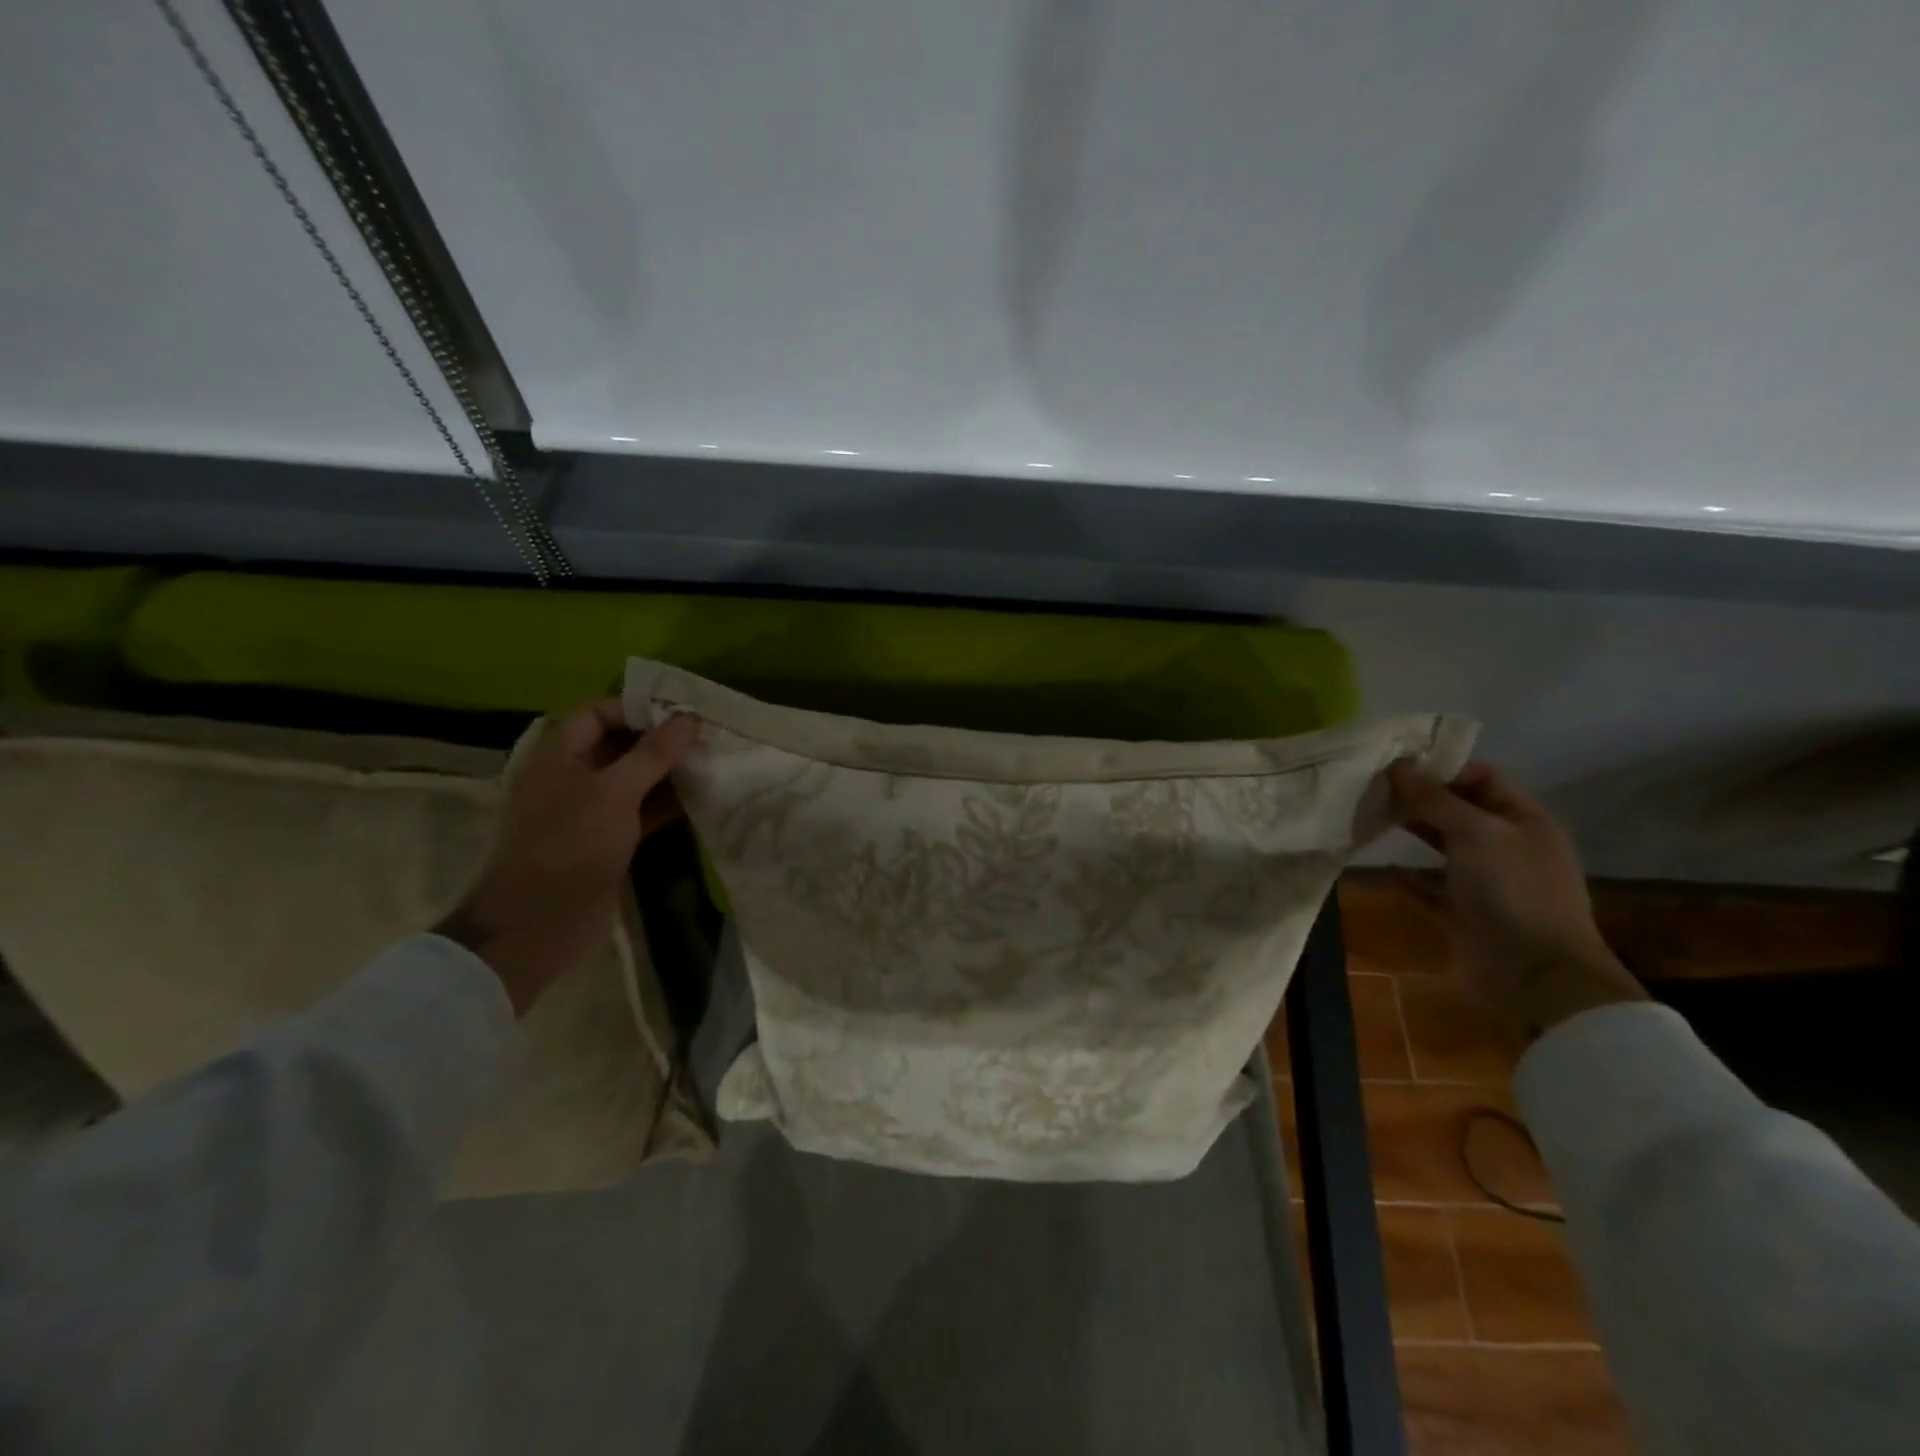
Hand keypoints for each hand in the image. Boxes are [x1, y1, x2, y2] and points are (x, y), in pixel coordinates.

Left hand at [436, 702, 698, 1014]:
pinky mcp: (609, 840)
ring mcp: (591, 811)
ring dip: (669, 771)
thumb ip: (653, 754)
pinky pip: (642, 810)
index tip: (680, 712)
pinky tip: (702, 797)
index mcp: (560, 756)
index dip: (636, 708)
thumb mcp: (614, 792)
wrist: (542, 922)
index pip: (597, 713)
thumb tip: (688, 718)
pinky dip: (668, 803)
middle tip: (706, 735)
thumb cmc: (572, 845)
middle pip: (619, 744)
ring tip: (711, 761)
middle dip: (660, 739)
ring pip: (635, 779)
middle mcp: (574, 777)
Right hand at [1385, 760, 1645, 1046]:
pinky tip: (1383, 870)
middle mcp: (1507, 846)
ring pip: (1443, 847)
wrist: (1536, 976)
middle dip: (1418, 799)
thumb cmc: (1513, 892)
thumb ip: (1435, 799)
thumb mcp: (1476, 833)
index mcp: (1524, 820)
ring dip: (1410, 834)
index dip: (1440, 768)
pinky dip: (1408, 879)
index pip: (1480, 777)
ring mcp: (1487, 882)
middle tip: (1371, 790)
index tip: (1393, 766)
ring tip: (1368, 820)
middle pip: (1458, 810)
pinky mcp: (1465, 913)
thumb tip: (1398, 765)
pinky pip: (1432, 888)